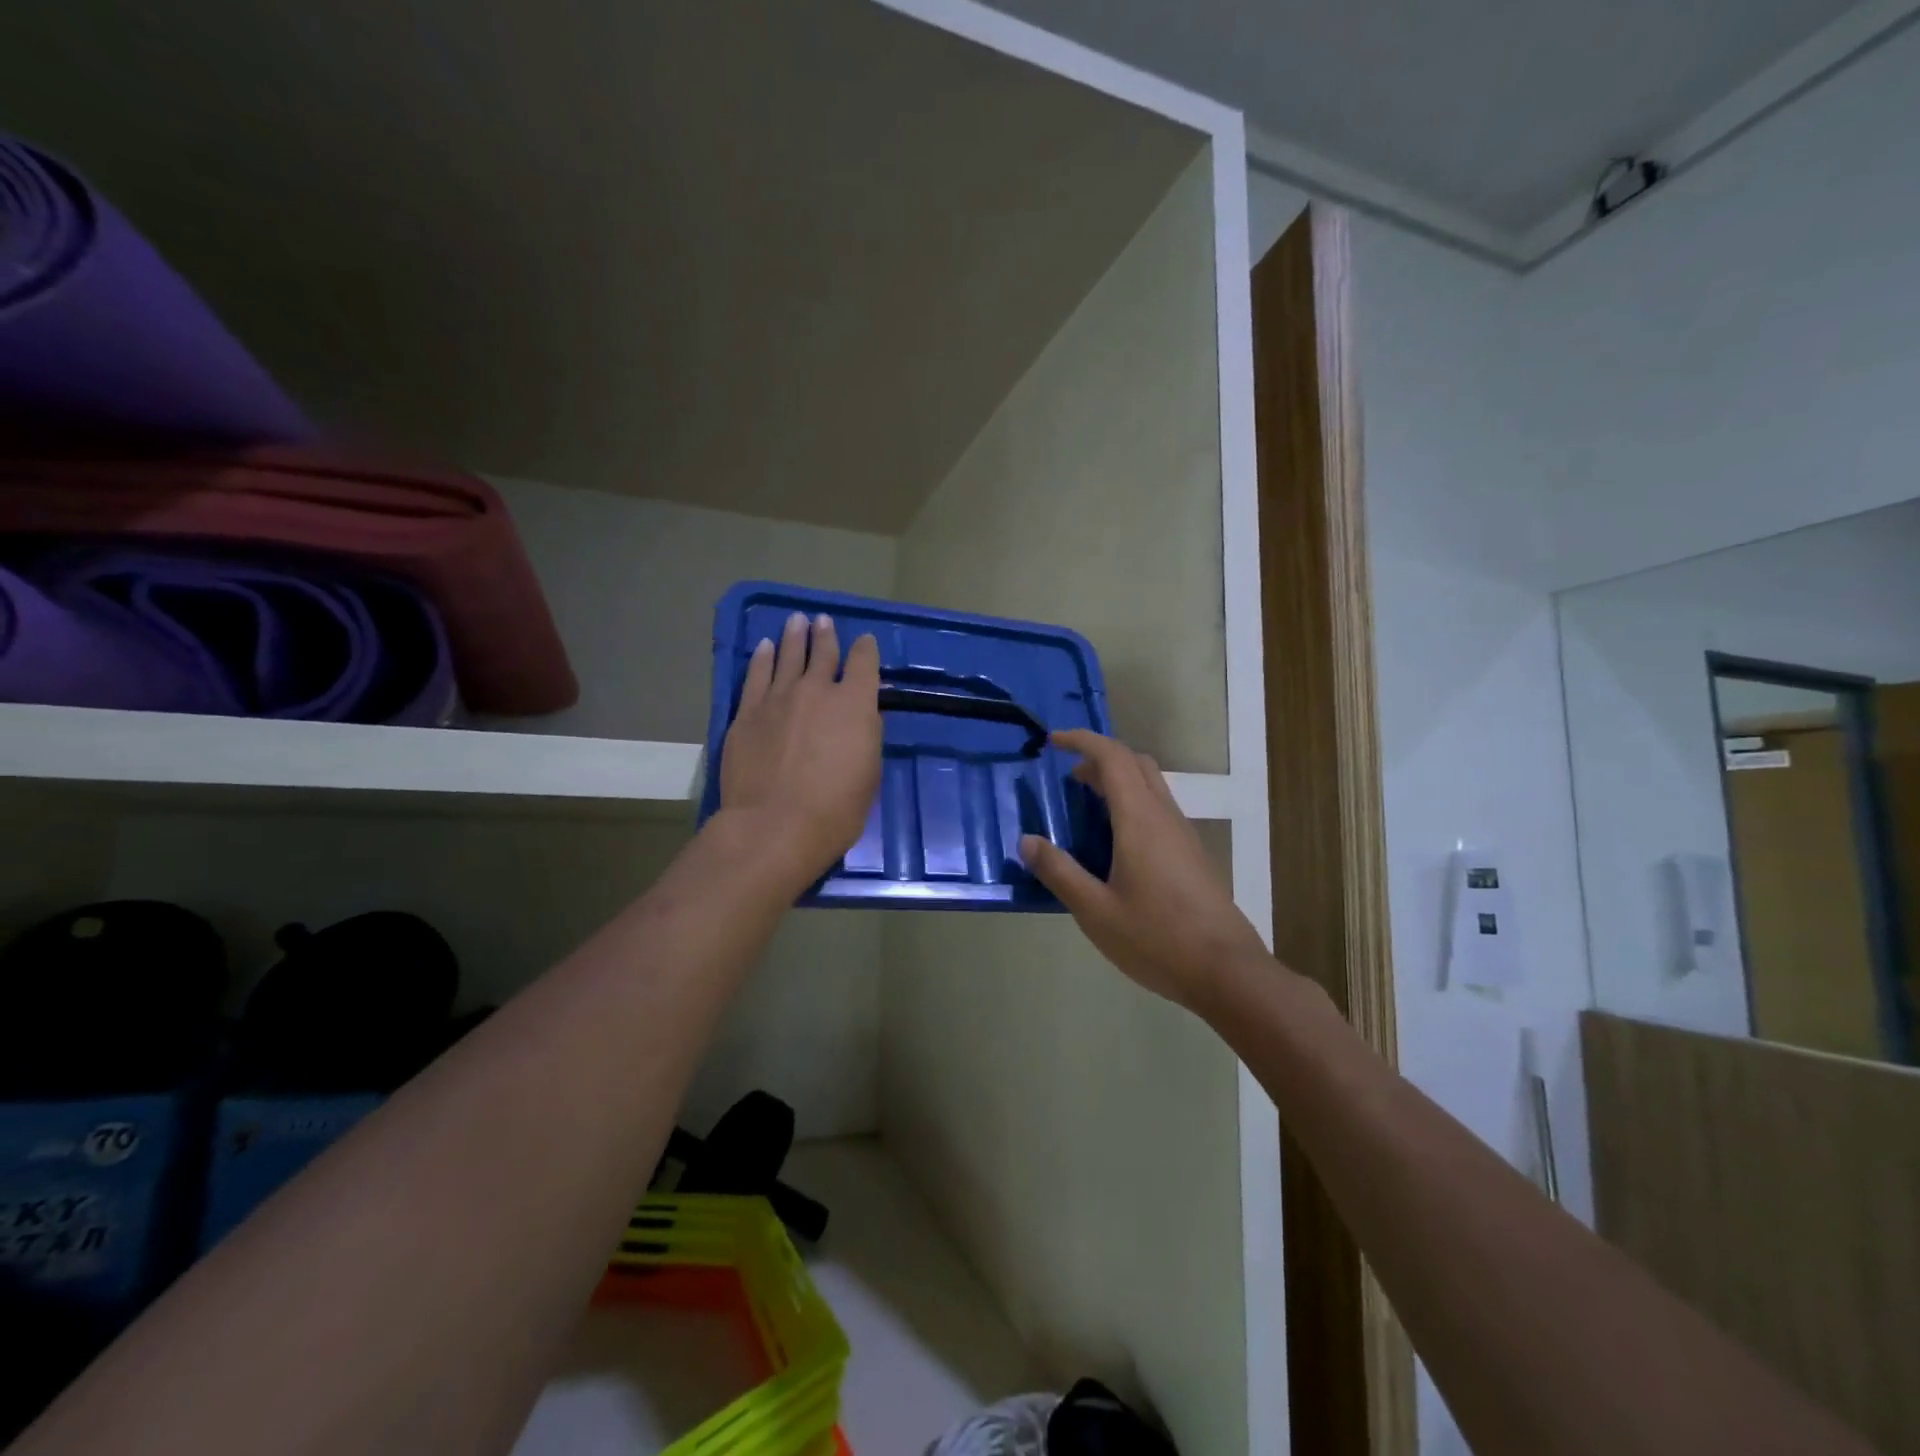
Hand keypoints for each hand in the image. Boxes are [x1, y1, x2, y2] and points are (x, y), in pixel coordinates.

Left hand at [719, 611, 881, 884]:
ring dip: (794, 637)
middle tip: (822, 621)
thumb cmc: (835, 810)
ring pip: (787, 657)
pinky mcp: (747, 712)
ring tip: (796, 621)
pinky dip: (761, 658)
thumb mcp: (868, 774)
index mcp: (855, 705)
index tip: (865, 642)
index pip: (864, 664)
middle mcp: (817, 691)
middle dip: (825, 635)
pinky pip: (756, 675)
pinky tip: (763, 647)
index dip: (866, 650)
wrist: (775, 825)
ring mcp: (778, 698)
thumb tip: (858, 719)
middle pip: (823, 653)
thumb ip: (864, 737)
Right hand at [1020, 729, 1268, 1008]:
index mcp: (1140, 820)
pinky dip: (1132, 803)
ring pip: (1151, 785)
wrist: (1227, 972)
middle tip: (1069, 777)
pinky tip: (1116, 843)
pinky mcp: (1192, 854)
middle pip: (1135, 763)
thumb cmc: (1156, 939)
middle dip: (1100, 758)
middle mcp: (1165, 816)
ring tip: (1087, 807)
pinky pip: (1159, 809)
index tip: (1052, 741)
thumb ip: (1059, 872)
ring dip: (1118, 781)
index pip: (1112, 757)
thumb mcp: (1095, 911)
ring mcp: (1183, 835)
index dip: (1081, 740)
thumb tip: (1027, 841)